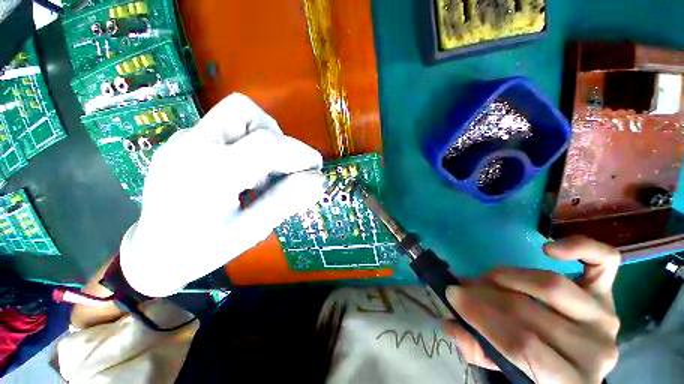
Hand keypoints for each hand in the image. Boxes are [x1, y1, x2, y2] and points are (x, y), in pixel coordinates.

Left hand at [120, 93, 324, 296]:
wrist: (152, 254)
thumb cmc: (200, 249)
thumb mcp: (250, 230)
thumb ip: (286, 201)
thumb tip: (317, 179)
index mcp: (207, 172)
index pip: (267, 144)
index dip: (300, 154)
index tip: (315, 170)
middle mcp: (190, 144)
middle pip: (245, 112)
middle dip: (277, 137)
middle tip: (284, 168)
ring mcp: (182, 140)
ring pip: (236, 115)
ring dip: (263, 139)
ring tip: (264, 174)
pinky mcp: (183, 142)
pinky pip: (226, 129)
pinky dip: (248, 145)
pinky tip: (245, 174)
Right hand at [445, 236, 620, 382]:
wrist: (575, 363)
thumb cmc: (538, 369)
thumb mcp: (505, 370)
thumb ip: (478, 352)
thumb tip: (452, 323)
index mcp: (571, 381)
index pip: (522, 345)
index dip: (482, 317)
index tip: (452, 295)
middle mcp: (595, 350)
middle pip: (531, 312)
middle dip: (486, 294)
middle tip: (463, 286)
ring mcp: (605, 317)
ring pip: (552, 286)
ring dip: (509, 276)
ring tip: (488, 277)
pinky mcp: (608, 293)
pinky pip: (604, 261)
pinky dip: (578, 247)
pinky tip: (547, 248)